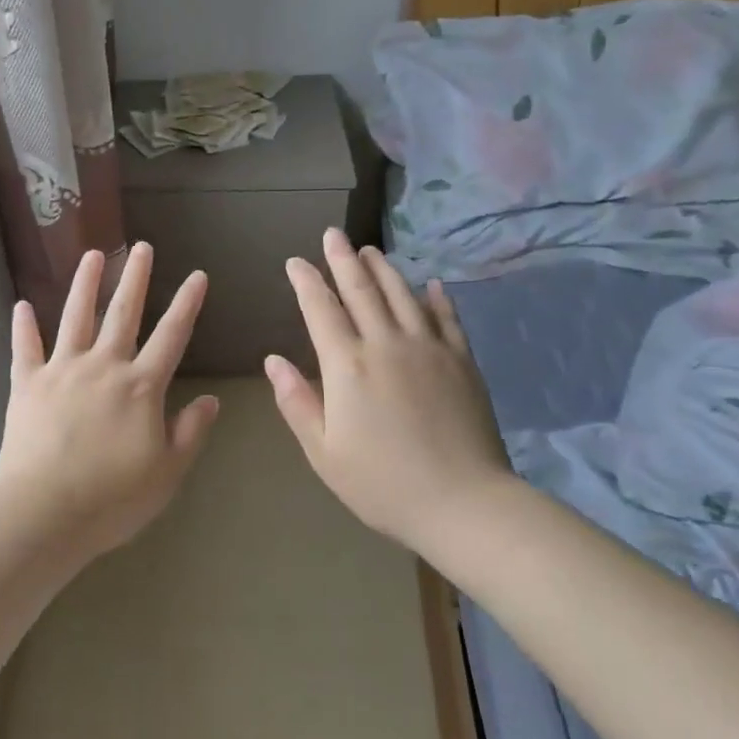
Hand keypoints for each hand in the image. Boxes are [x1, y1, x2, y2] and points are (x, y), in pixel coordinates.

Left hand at [0, 242, 220, 555]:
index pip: (171, 335)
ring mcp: (61, 371)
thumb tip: (210, 400)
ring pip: (75, 317)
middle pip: (122, 313)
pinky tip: (21, 305)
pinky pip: (24, 348)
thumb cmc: (113, 498)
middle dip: (135, 278)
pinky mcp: (26, 384)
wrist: (44, 511)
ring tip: (92, 254)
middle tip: (141, 247)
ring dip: (85, 284)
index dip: (187, 303)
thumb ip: (190, 432)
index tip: (197, 274)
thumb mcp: (167, 472)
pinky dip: (23, 326)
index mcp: (140, 386)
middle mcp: (103, 366)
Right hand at [266, 230, 516, 550]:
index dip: (306, 282)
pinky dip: (436, 297)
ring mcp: (429, 349)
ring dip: (383, 269)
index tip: (295, 261)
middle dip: (342, 259)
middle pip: (361, 290)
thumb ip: (296, 402)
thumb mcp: (324, 453)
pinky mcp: (462, 361)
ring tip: (370, 249)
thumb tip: (273, 360)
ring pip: (402, 295)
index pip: (320, 310)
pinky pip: (446, 318)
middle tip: (332, 234)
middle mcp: (386, 344)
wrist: (465, 504)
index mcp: (347, 366)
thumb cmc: (383, 484)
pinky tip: (430, 284)